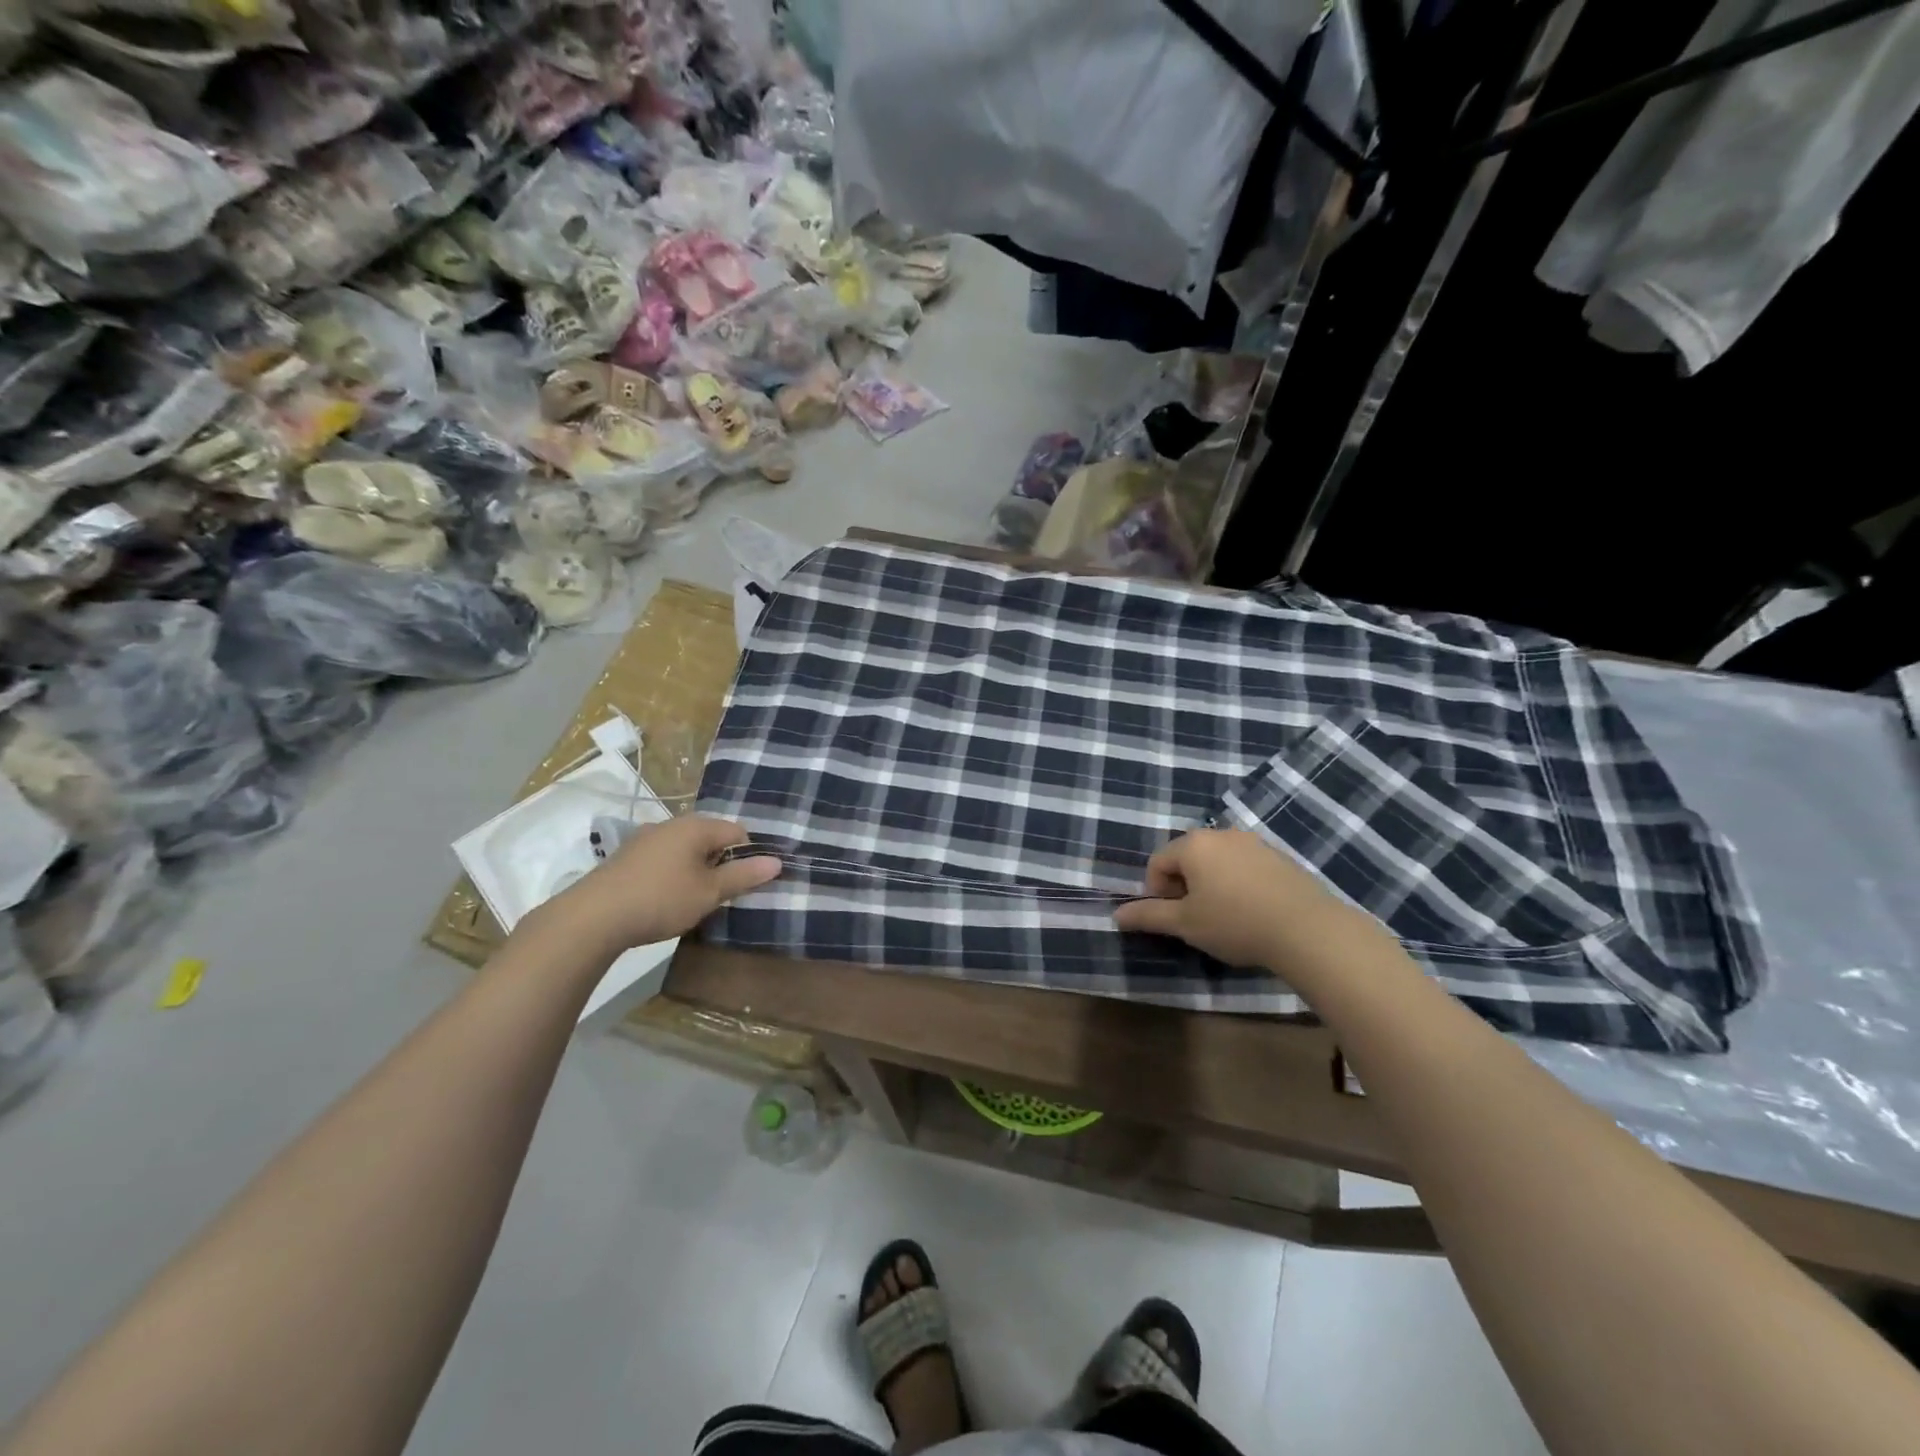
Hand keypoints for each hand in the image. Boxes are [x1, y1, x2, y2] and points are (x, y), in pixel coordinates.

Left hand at [541, 814, 779, 953]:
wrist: (592, 918)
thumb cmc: (660, 900)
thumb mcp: (709, 892)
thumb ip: (744, 876)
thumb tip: (777, 861)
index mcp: (696, 826)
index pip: (737, 832)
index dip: (748, 856)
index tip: (747, 884)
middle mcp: (671, 824)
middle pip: (710, 839)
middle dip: (721, 863)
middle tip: (723, 895)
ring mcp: (645, 839)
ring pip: (685, 850)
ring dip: (695, 870)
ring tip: (694, 900)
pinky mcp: (626, 858)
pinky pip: (663, 860)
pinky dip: (672, 875)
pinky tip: (665, 900)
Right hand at [1113, 828, 1345, 970]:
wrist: (1308, 929)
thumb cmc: (1235, 923)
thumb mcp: (1185, 924)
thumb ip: (1149, 916)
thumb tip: (1117, 916)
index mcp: (1193, 845)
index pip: (1157, 863)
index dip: (1156, 893)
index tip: (1174, 919)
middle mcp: (1221, 834)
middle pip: (1187, 858)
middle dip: (1184, 887)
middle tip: (1197, 919)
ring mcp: (1253, 842)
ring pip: (1217, 862)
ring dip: (1211, 885)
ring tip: (1225, 917)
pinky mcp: (1278, 856)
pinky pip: (1244, 866)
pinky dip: (1238, 884)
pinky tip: (1252, 912)